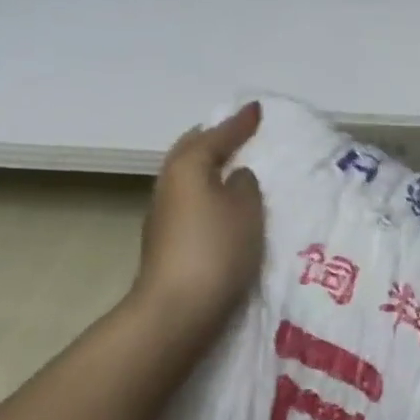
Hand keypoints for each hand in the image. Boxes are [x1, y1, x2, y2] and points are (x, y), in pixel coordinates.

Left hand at [132, 102, 264, 334]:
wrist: (176, 311)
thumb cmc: (216, 248)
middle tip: (239, 132)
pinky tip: (223, 200)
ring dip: (209, 166)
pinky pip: (190, 198)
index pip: (216, 135)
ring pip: (187, 176)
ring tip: (235, 164)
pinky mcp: (166, 240)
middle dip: (214, 138)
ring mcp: (163, 214)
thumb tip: (235, 177)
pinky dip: (207, 190)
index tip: (257, 109)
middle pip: (191, 150)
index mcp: (188, 167)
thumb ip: (245, 184)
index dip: (239, 122)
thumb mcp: (246, 208)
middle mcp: (169, 184)